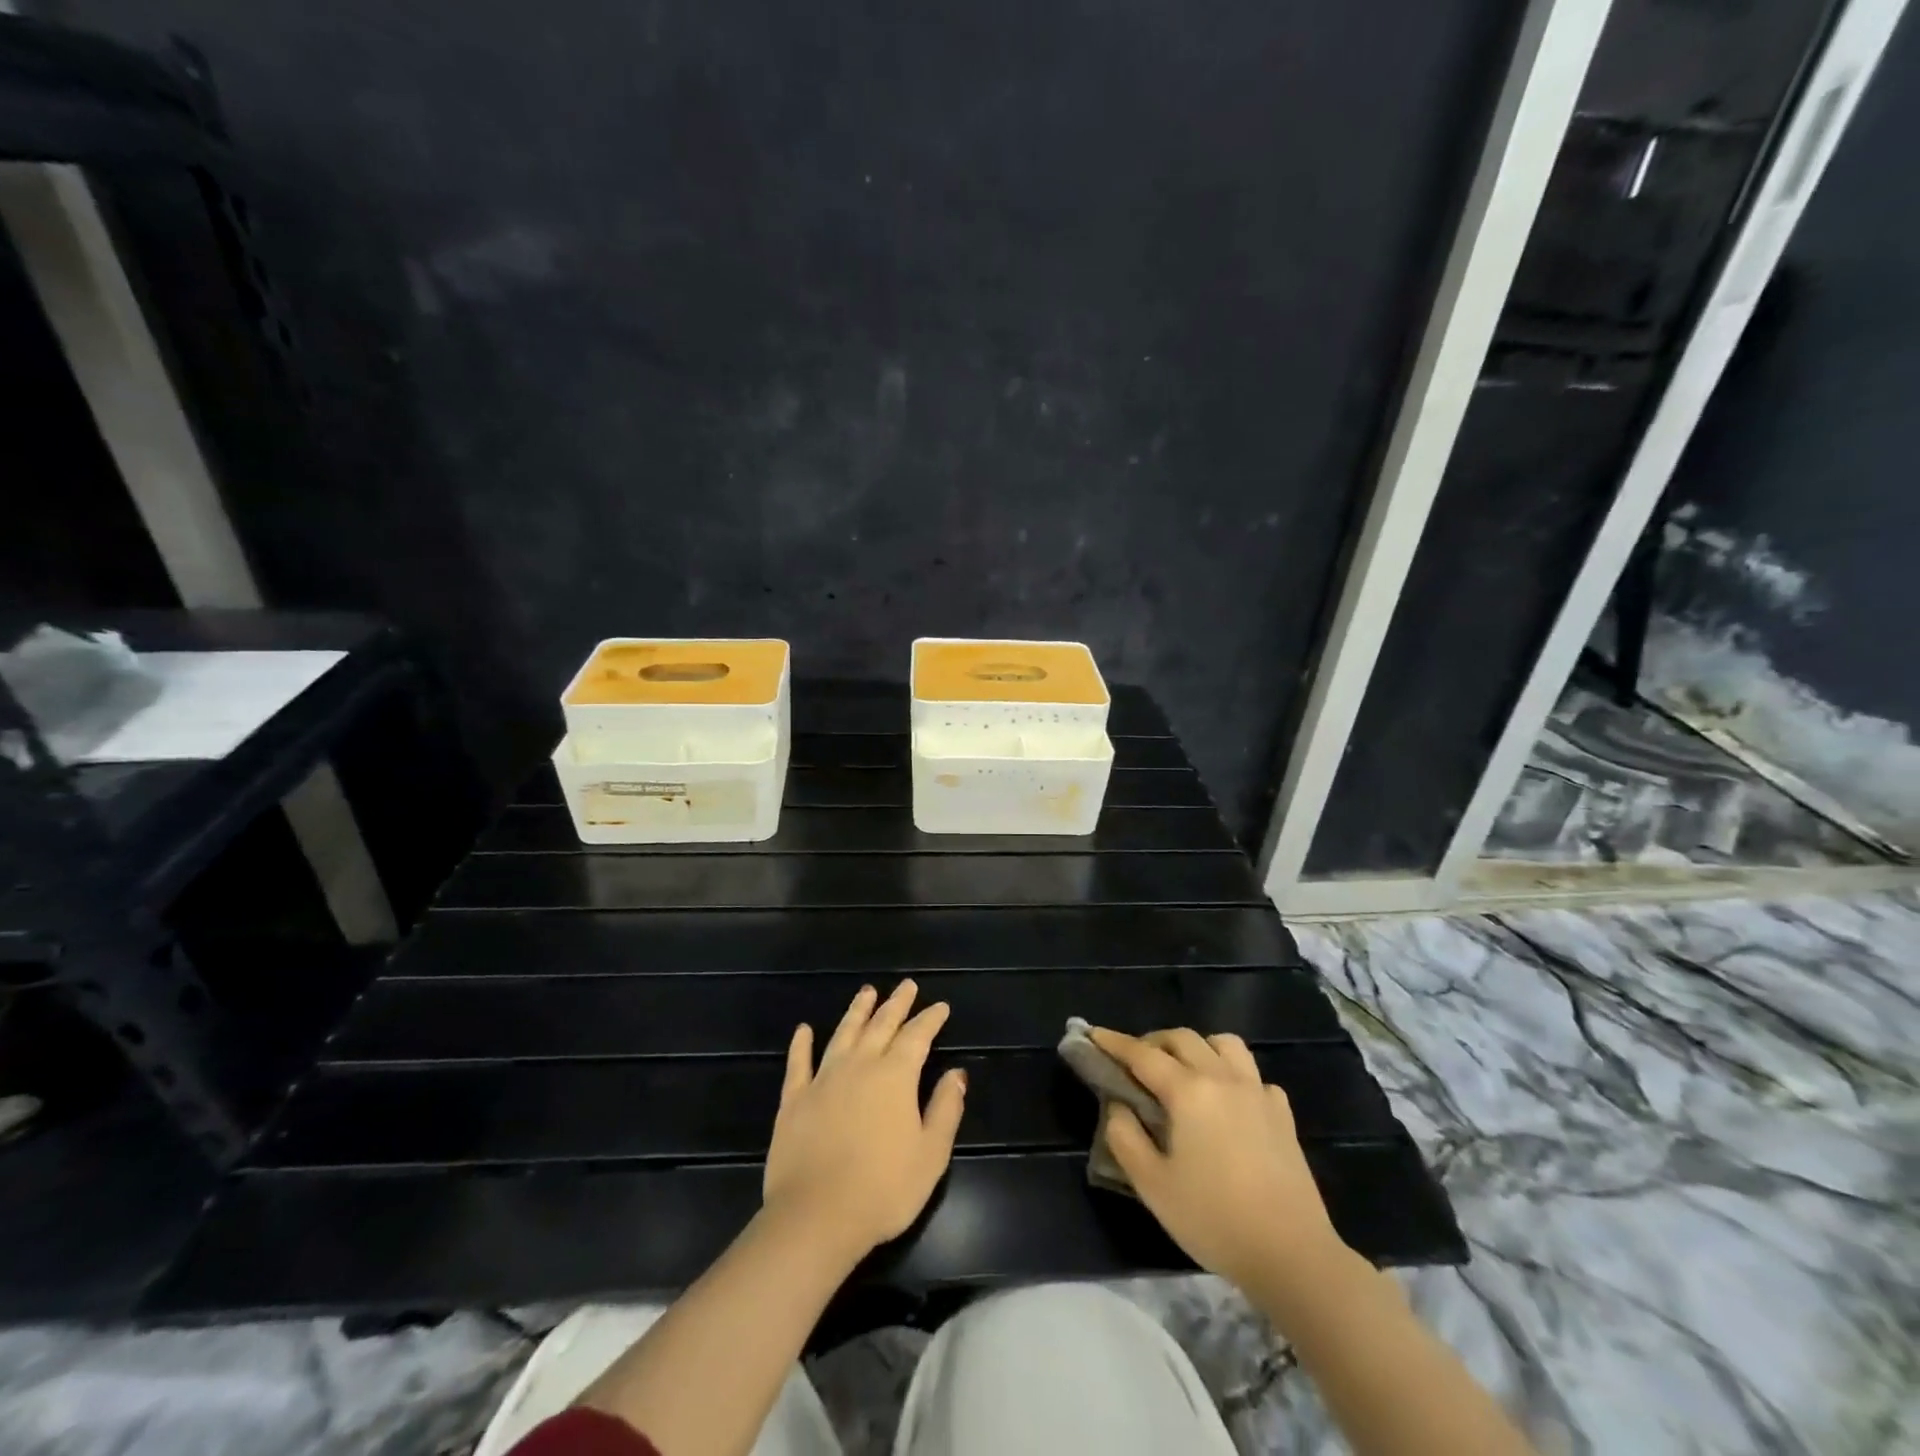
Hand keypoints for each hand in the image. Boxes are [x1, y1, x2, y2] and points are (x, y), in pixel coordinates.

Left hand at [762, 981, 966, 1256]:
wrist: (816, 1216)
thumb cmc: (883, 1189)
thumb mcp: (931, 1154)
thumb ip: (946, 1109)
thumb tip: (957, 1074)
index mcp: (895, 1076)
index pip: (917, 1036)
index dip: (930, 1019)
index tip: (940, 1006)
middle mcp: (860, 1066)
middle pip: (881, 1025)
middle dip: (897, 1004)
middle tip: (907, 985)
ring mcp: (823, 1079)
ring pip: (843, 1033)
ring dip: (857, 1011)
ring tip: (867, 992)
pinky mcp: (794, 1099)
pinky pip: (798, 1063)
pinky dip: (802, 1044)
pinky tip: (804, 1029)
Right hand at [1089, 1027, 1346, 1290]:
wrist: (1292, 1255)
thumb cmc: (1214, 1220)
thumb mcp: (1153, 1186)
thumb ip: (1125, 1137)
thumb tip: (1118, 1106)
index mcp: (1188, 1091)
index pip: (1142, 1054)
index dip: (1113, 1042)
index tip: (1092, 1034)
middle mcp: (1222, 1078)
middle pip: (1182, 1038)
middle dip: (1152, 1041)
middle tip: (1135, 1063)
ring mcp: (1257, 1092)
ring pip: (1223, 1044)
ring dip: (1197, 1047)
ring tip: (1184, 1071)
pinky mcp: (1282, 1114)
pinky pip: (1253, 1075)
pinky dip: (1234, 1075)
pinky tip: (1228, 1102)